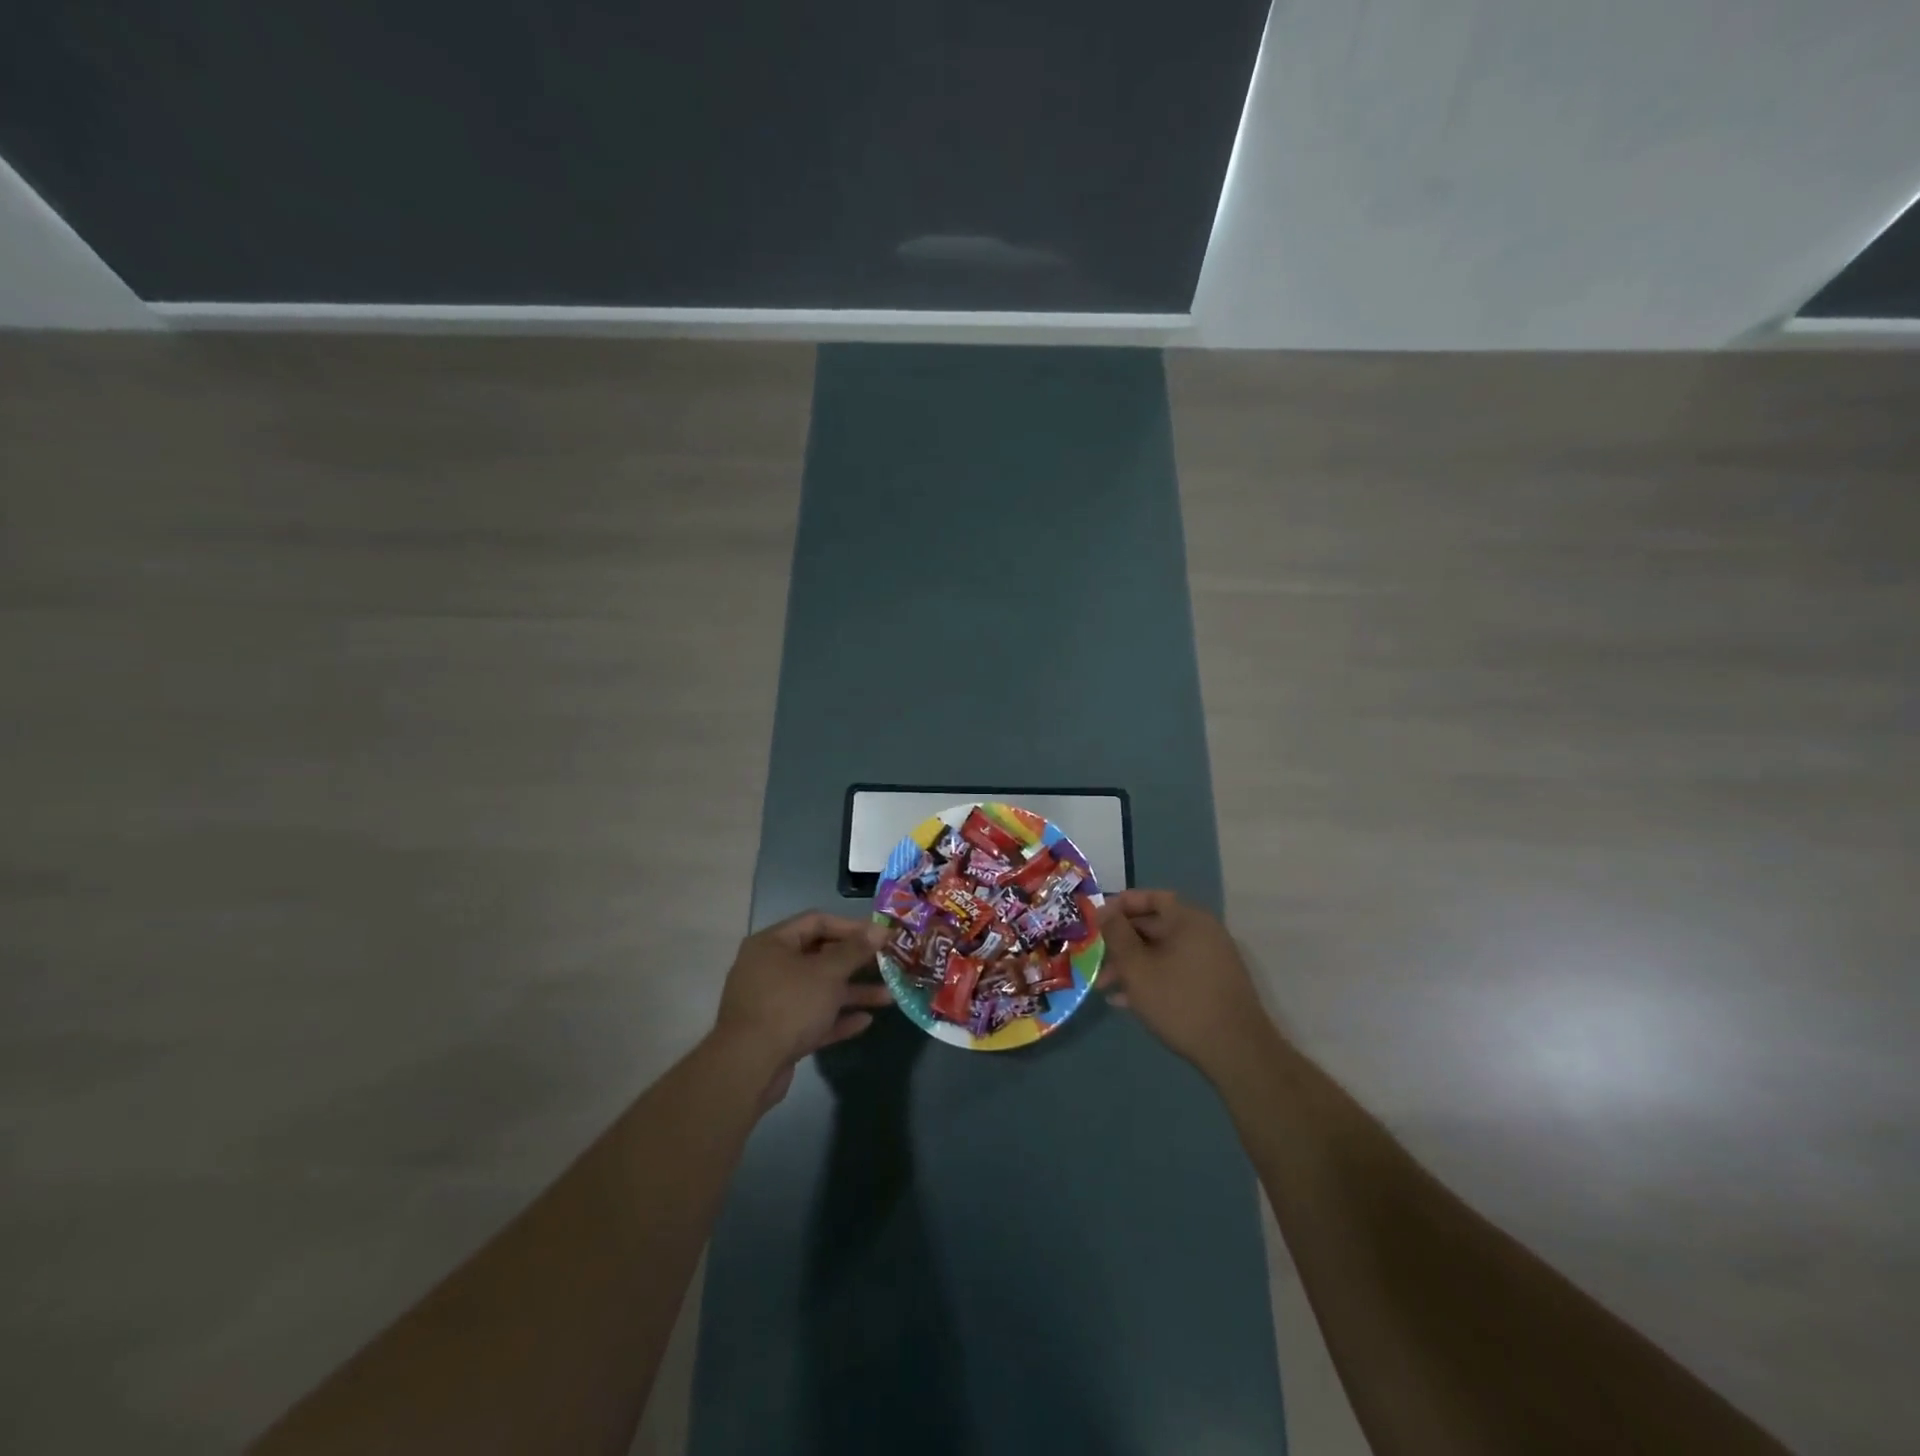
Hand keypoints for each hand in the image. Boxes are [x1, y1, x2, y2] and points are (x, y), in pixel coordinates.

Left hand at [712, 911, 893, 1108]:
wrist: (748, 1068)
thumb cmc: (789, 1005)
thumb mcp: (827, 973)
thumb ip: (855, 950)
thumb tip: (879, 929)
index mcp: (773, 944)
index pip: (817, 921)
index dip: (851, 926)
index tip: (879, 935)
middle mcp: (770, 968)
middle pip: (819, 956)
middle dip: (856, 962)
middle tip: (887, 964)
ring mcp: (772, 1002)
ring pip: (819, 990)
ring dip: (852, 992)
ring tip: (888, 997)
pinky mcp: (778, 1032)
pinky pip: (812, 1017)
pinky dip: (837, 1017)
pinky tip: (865, 1021)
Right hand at [1097, 890, 1274, 1079]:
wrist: (1236, 1051)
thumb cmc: (1179, 1001)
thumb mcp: (1137, 967)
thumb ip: (1116, 934)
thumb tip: (1102, 909)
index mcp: (1188, 919)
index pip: (1151, 897)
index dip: (1121, 905)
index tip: (1097, 920)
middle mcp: (1204, 933)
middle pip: (1155, 926)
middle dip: (1122, 942)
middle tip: (1096, 958)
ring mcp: (1212, 960)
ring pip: (1163, 952)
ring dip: (1133, 965)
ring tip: (1106, 987)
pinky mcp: (1214, 985)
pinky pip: (1176, 970)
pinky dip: (1153, 978)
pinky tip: (1128, 1002)